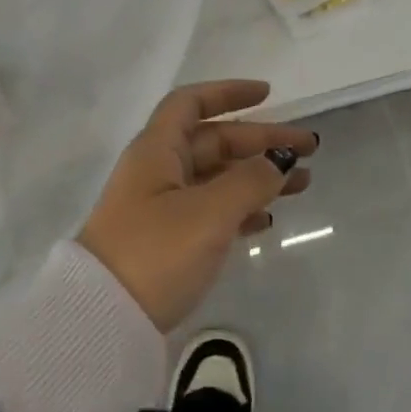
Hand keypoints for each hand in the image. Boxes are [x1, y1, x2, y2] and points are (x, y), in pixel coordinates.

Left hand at [78, 80, 317, 331]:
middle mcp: (158, 170)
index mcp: (157, 149)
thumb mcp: (208, 213)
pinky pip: (210, 210)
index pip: (191, 103)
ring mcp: (161, 206)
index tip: (268, 95)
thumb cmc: (155, 252)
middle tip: (308, 147)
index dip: (228, 93)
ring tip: (303, 184)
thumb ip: (249, 182)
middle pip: (213, 140)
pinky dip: (239, 208)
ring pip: (216, 177)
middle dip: (259, 140)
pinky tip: (268, 218)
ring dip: (257, 176)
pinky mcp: (166, 240)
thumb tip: (278, 160)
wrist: (102, 318)